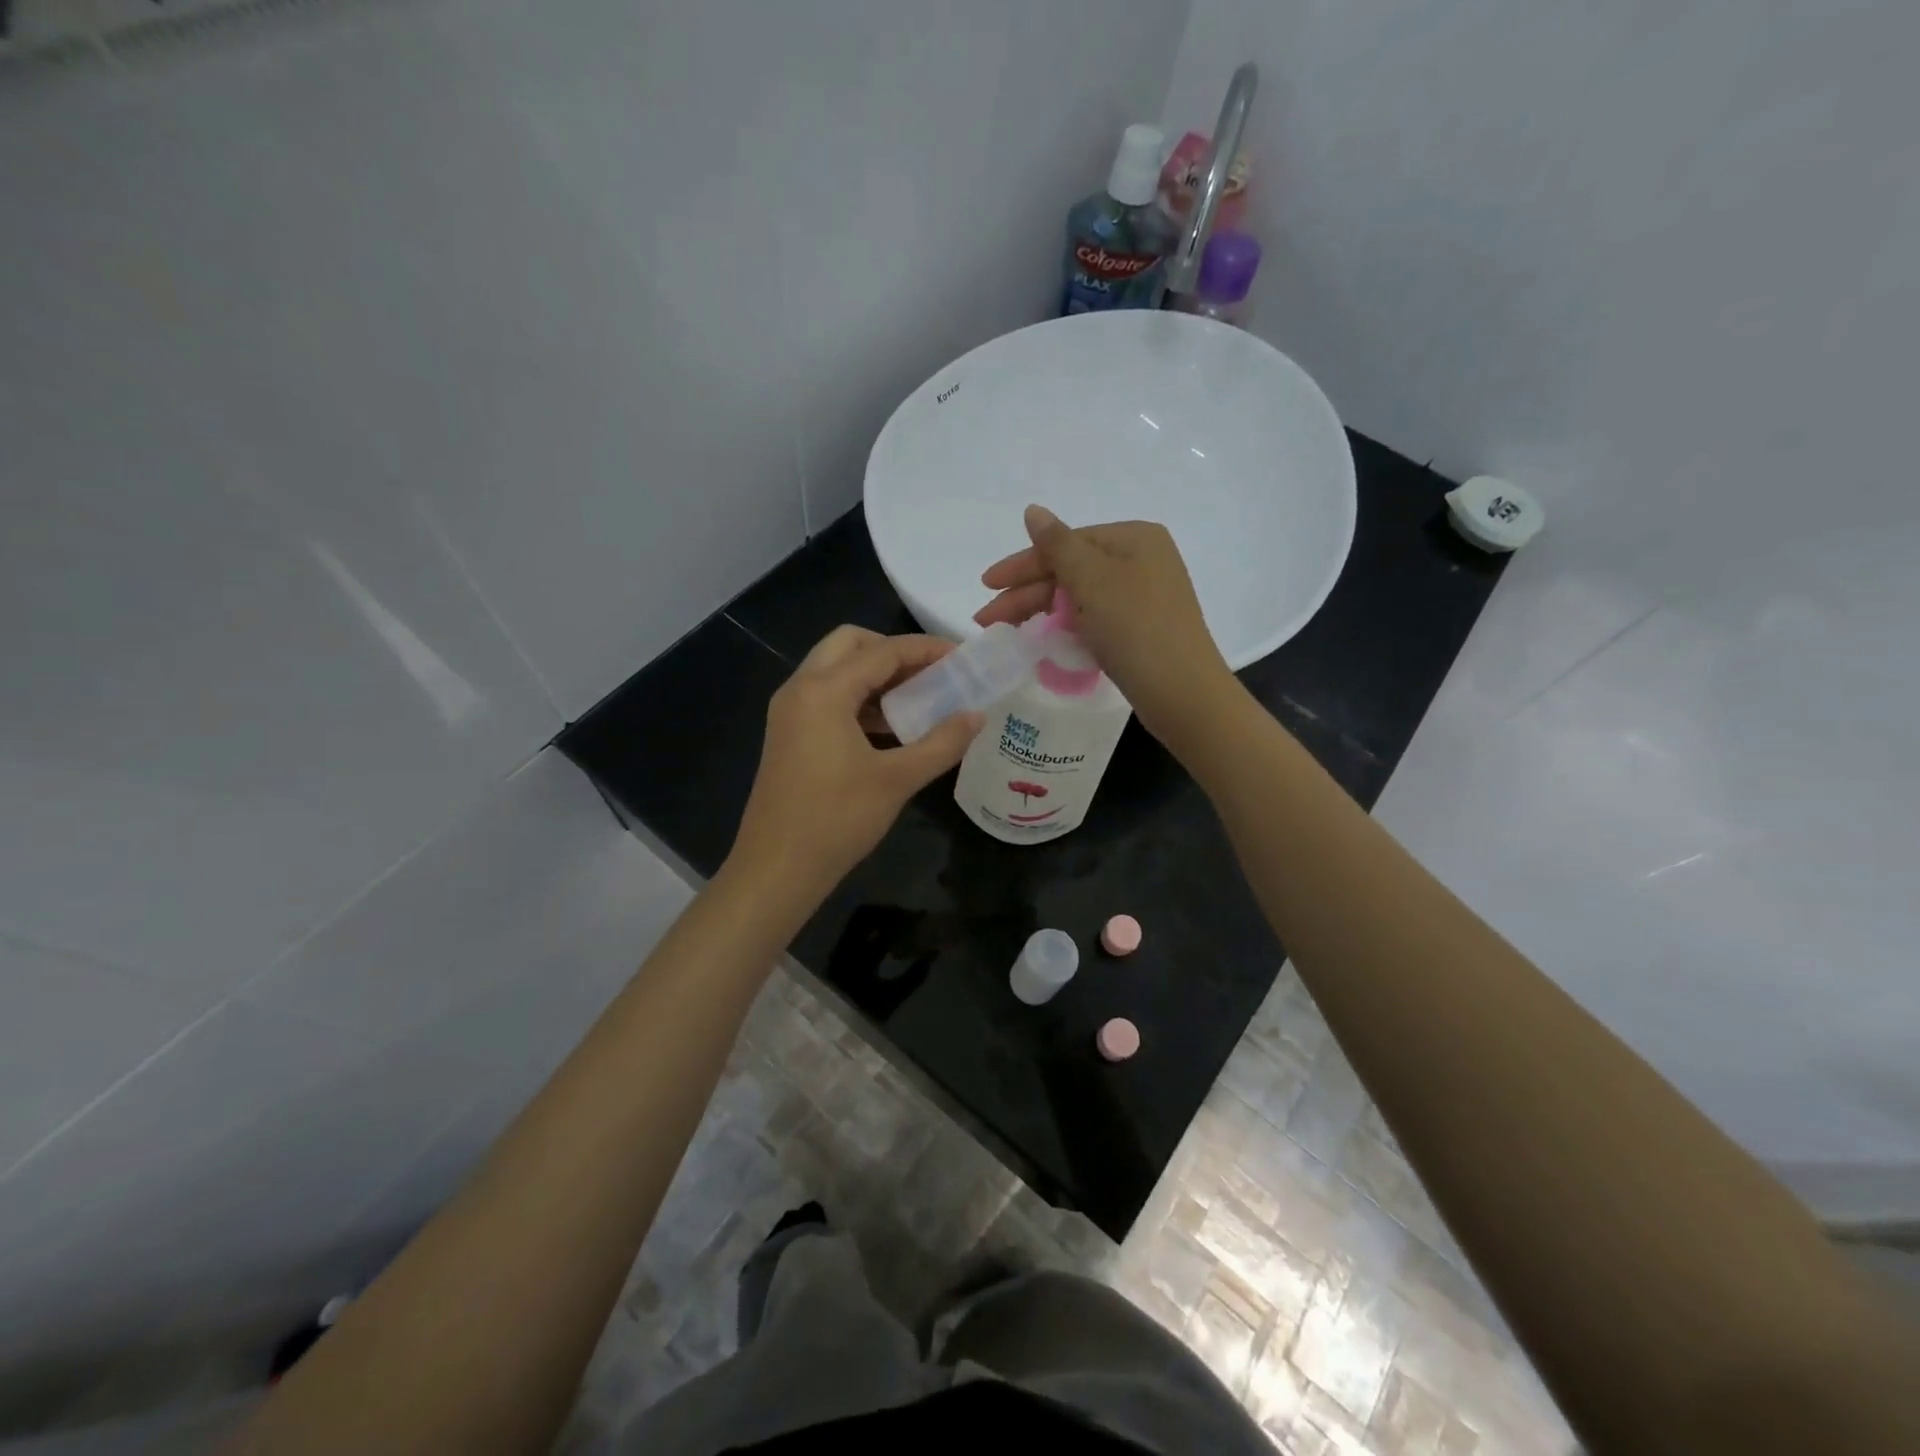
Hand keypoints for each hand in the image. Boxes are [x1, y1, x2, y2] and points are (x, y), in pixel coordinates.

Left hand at [728, 627, 983, 900]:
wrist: (776, 869)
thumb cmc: (837, 820)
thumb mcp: (897, 779)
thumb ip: (942, 742)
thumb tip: (977, 715)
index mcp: (823, 690)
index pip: (883, 651)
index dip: (926, 649)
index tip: (963, 657)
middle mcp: (800, 688)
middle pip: (850, 644)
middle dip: (894, 652)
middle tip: (932, 674)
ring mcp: (789, 711)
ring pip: (836, 670)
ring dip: (876, 676)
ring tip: (918, 700)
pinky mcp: (788, 734)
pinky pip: (827, 697)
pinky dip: (859, 699)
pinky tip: (889, 728)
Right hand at [975, 505, 1234, 744]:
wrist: (1182, 693)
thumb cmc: (1134, 628)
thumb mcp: (1091, 580)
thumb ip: (1056, 545)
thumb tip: (1033, 510)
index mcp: (1133, 538)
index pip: (1065, 542)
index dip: (1022, 565)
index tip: (986, 585)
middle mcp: (1142, 560)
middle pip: (1070, 570)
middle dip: (1026, 594)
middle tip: (986, 620)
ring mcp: (1143, 596)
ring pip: (1079, 596)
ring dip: (1040, 611)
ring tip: (1005, 632)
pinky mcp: (1141, 628)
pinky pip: (1093, 617)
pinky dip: (1066, 625)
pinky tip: (1042, 639)